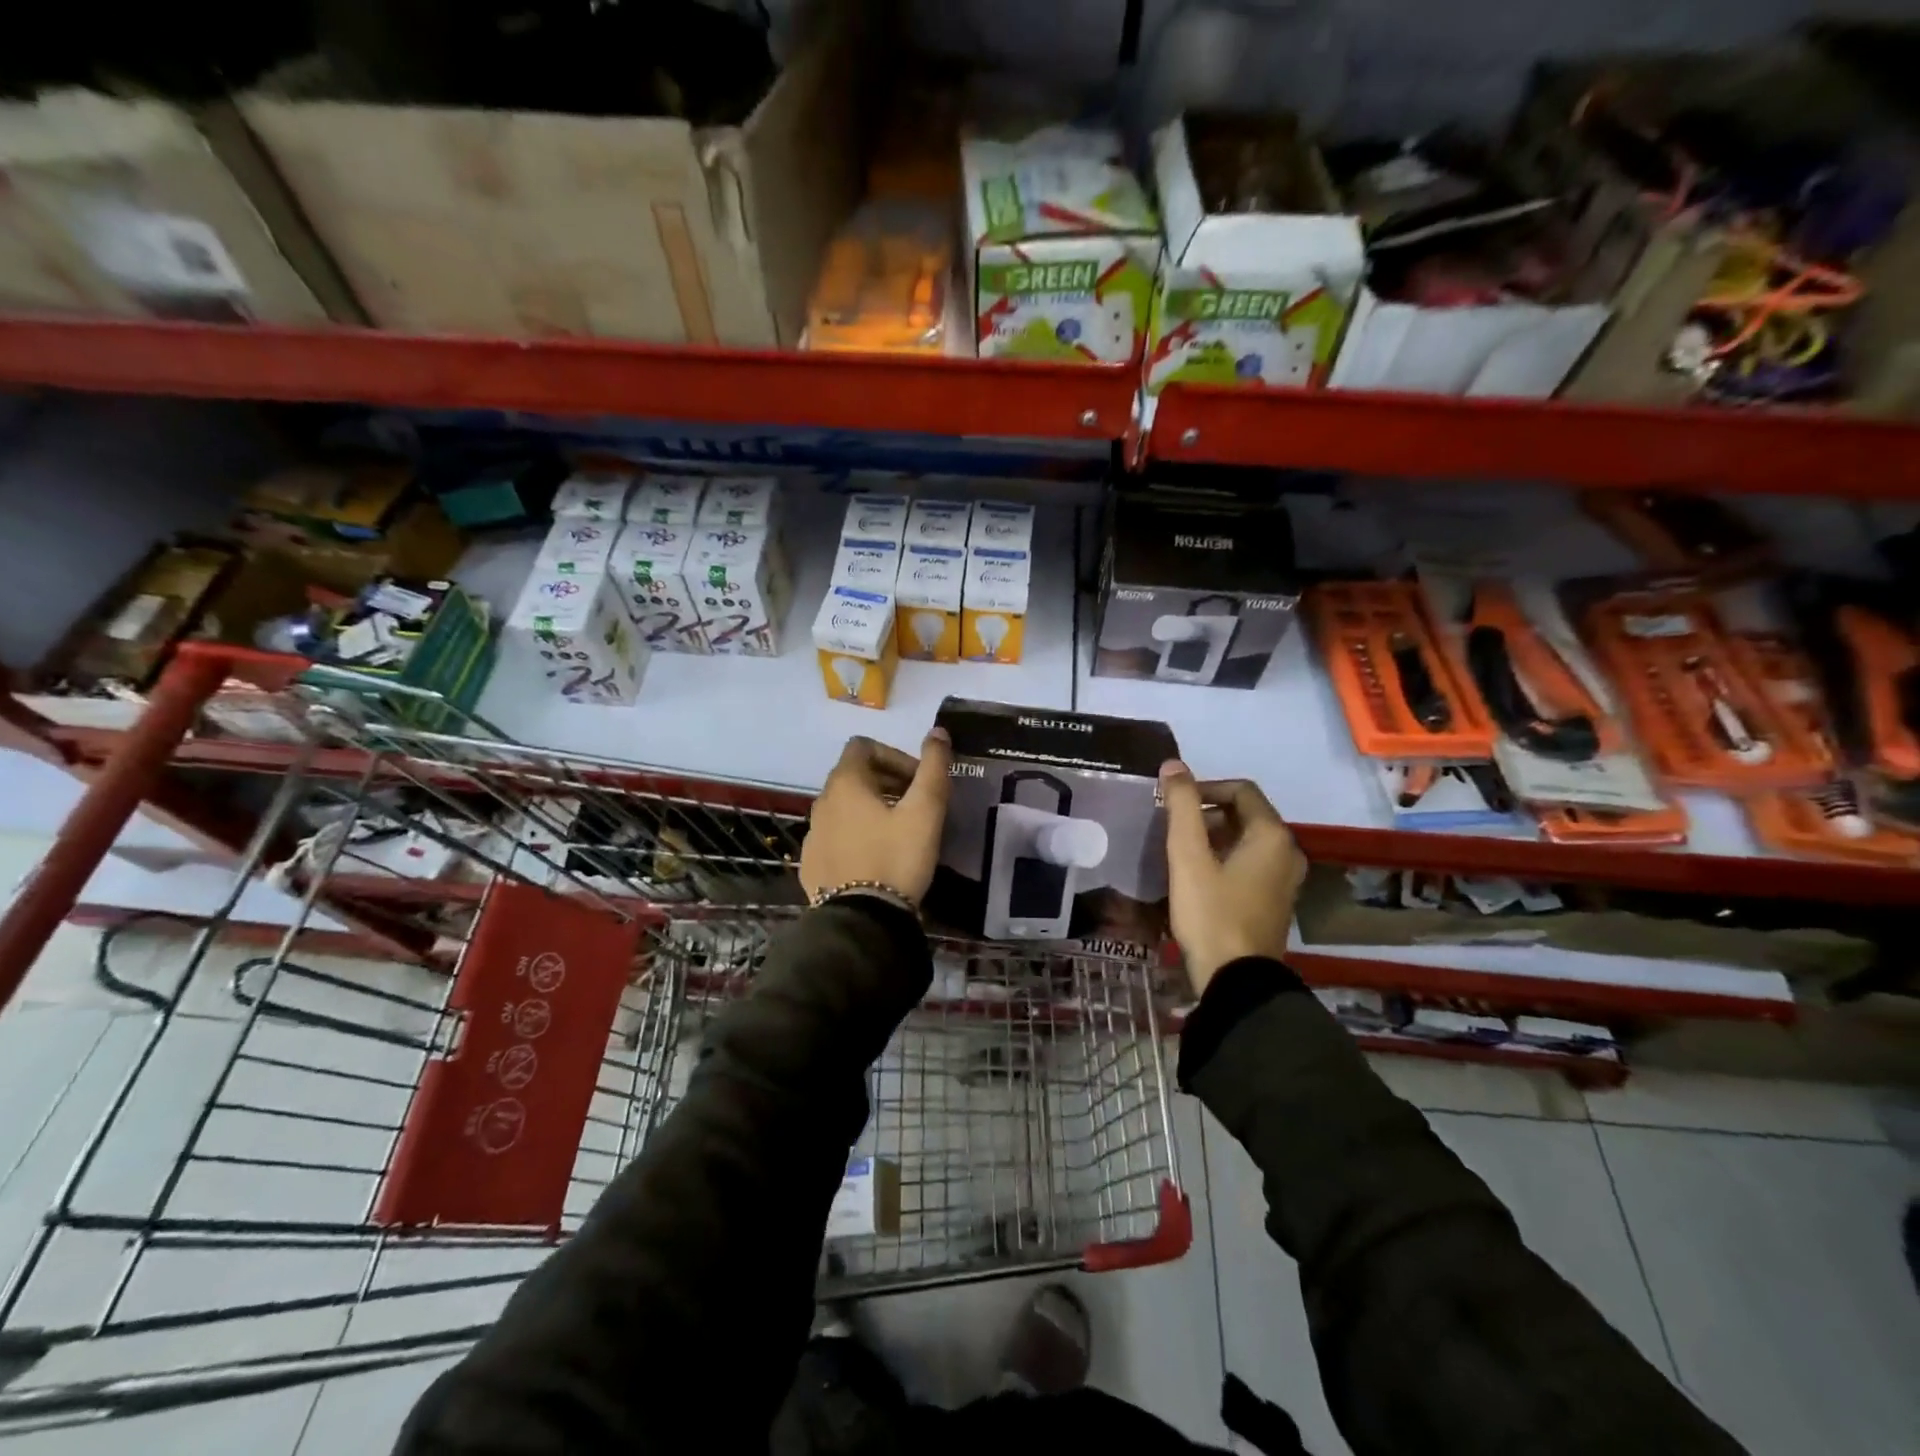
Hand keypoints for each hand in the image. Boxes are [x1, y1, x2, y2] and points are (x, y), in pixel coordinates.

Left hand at [800, 731, 951, 904]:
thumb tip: (938, 731)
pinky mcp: (811, 864)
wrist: (861, 922)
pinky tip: (876, 859)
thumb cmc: (896, 858)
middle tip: (916, 806)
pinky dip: (856, 836)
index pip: (863, 746)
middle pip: (854, 776)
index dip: (895, 755)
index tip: (918, 781)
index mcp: (845, 784)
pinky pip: (835, 837)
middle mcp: (821, 803)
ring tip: (899, 833)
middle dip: (887, 782)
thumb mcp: (925, 811)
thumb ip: (934, 767)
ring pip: (844, 808)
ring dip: (871, 809)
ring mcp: (812, 835)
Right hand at [1160, 761, 1304, 993]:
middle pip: (1246, 814)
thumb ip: (1181, 806)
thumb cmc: (1211, 912)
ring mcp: (1286, 879)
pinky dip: (1226, 858)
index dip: (1204, 787)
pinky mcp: (1276, 901)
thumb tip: (1173, 764)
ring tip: (1180, 850)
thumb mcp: (1188, 856)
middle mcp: (1288, 852)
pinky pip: (1252, 864)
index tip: (1174, 803)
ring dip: (1215, 836)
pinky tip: (1199, 876)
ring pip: (1248, 840)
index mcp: (1272, 835)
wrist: (1236, 980)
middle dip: (1207, 812)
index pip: (1241, 789)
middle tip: (1173, 827)